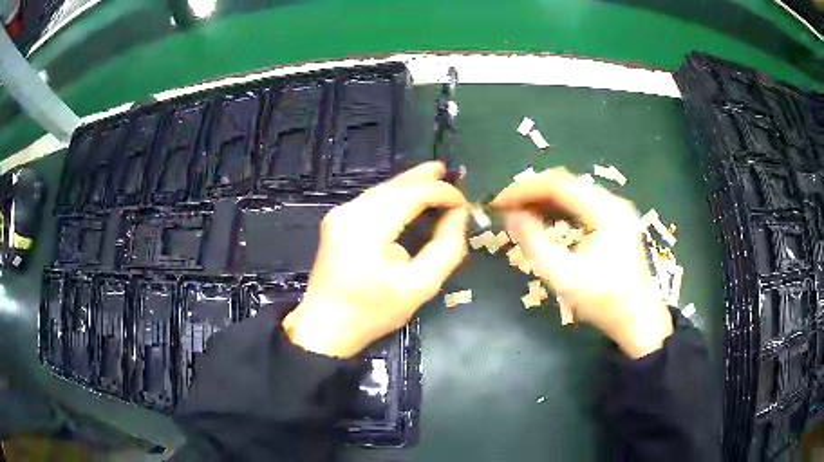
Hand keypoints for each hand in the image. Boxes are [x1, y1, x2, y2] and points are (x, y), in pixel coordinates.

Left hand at [282, 162, 468, 357]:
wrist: (326, 327)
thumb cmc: (373, 313)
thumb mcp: (420, 286)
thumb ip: (445, 247)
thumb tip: (458, 215)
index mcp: (367, 226)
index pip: (411, 193)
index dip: (442, 193)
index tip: (464, 204)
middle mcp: (350, 210)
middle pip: (395, 185)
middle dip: (426, 177)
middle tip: (453, 171)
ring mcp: (340, 214)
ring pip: (383, 189)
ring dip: (411, 185)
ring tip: (438, 177)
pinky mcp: (338, 221)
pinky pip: (373, 200)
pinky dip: (397, 196)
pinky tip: (413, 197)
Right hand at [491, 168, 672, 357]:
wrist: (637, 318)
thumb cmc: (603, 301)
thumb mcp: (564, 277)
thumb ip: (535, 244)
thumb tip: (511, 216)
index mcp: (604, 211)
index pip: (557, 184)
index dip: (524, 189)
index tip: (499, 202)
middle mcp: (611, 201)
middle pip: (565, 183)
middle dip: (531, 192)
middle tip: (506, 207)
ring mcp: (615, 209)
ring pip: (572, 191)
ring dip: (543, 199)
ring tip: (519, 213)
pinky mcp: (614, 219)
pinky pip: (580, 203)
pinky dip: (558, 208)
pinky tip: (543, 219)